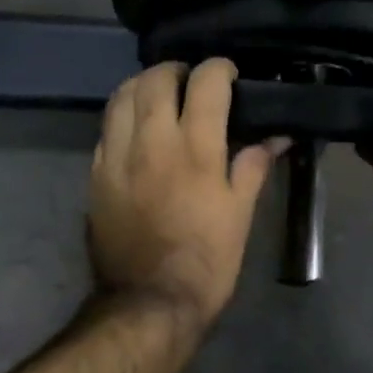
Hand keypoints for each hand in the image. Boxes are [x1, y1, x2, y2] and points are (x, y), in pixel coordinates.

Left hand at [89, 59, 281, 328]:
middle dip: (176, 69)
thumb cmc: (206, 261)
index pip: (205, 84)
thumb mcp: (240, 215)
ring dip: (143, 85)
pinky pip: (106, 129)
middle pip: (156, 79)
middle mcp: (151, 142)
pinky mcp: (96, 175)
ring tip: (159, 94)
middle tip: (191, 80)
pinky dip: (123, 116)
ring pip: (122, 97)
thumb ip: (253, 167)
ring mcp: (117, 157)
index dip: (219, 69)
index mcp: (195, 150)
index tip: (228, 74)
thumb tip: (276, 137)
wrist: (149, 303)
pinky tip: (136, 129)